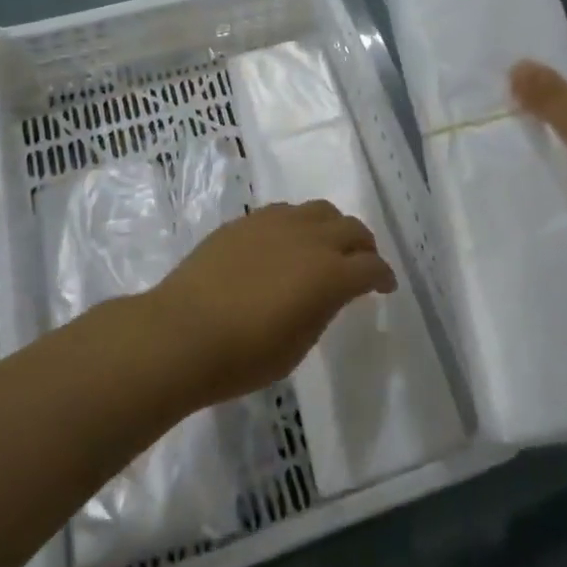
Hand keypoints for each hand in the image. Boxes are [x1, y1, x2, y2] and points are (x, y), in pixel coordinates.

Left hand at [149, 201, 396, 405]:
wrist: (181, 333)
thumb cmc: (243, 356)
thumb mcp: (297, 345)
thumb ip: (321, 309)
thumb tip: (327, 292)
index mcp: (330, 274)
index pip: (371, 267)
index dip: (384, 276)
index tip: (386, 287)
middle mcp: (310, 238)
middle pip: (351, 228)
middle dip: (363, 246)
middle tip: (362, 263)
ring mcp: (276, 223)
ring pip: (320, 211)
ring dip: (332, 227)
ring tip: (327, 246)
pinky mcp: (247, 221)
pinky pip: (286, 212)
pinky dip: (299, 224)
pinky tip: (287, 242)